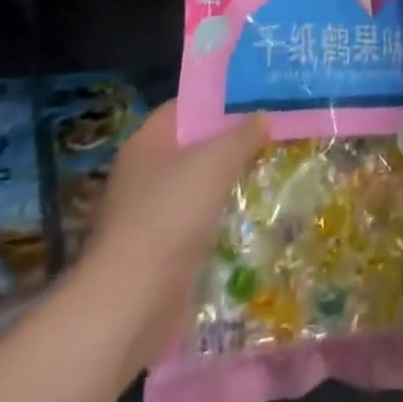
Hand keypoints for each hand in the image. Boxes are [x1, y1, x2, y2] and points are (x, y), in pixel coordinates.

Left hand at [72, 102, 266, 378]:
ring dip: (228, 181)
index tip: (258, 97)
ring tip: (272, 169)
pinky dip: (220, 217)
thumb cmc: (169, 215)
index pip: (186, 106)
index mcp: (147, 142)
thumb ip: (243, 135)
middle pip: (193, 145)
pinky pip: (196, 222)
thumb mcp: (215, 162)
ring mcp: (149, 214)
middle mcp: (144, 172)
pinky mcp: (158, 251)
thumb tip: (263, 116)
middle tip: (274, 132)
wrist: (129, 304)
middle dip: (231, 141)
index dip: (220, 99)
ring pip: (197, 185)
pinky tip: (252, 214)